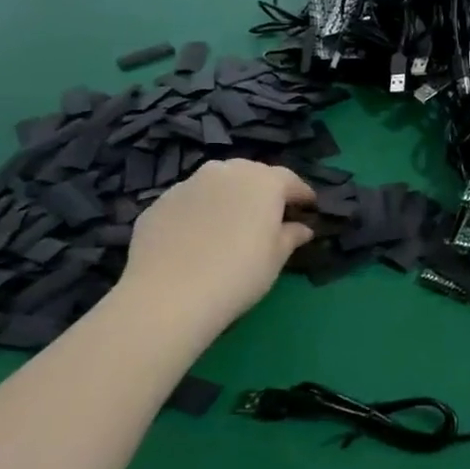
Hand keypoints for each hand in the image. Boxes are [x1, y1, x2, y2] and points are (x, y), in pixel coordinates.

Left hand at [118, 159, 314, 336]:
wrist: (168, 295)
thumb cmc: (238, 274)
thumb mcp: (276, 258)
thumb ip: (291, 236)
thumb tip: (302, 228)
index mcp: (263, 181)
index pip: (291, 180)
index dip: (302, 195)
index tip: (309, 208)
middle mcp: (227, 172)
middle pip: (252, 174)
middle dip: (264, 190)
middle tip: (270, 215)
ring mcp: (189, 184)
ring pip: (218, 183)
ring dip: (230, 196)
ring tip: (232, 223)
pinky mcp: (160, 202)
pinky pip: (191, 200)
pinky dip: (200, 211)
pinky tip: (199, 237)